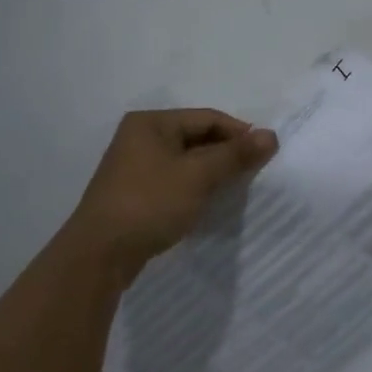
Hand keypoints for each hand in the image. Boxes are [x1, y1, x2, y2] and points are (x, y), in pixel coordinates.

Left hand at [63, 109, 277, 279]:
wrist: (99, 254)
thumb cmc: (151, 203)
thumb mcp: (198, 176)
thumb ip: (235, 155)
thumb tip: (271, 135)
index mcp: (151, 122)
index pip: (207, 118)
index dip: (239, 133)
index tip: (265, 155)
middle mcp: (139, 137)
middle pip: (196, 137)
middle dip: (226, 153)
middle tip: (253, 174)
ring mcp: (134, 166)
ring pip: (185, 161)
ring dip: (211, 172)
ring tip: (234, 189)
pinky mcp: (133, 193)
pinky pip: (173, 180)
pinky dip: (193, 187)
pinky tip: (207, 203)